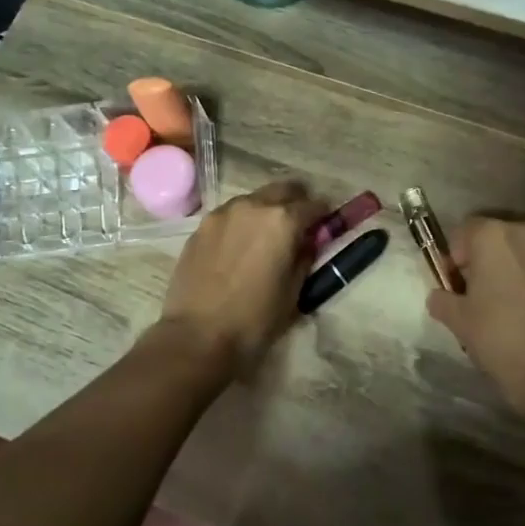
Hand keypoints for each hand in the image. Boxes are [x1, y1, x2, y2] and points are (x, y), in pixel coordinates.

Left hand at [159, 180, 328, 369]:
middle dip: (296, 202)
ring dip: (266, 210)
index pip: (314, 205)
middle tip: (299, 226)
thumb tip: (308, 241)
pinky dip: (241, 222)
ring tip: (266, 238)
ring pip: (254, 199)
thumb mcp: (294, 291)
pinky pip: (230, 215)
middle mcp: (253, 206)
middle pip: (283, 189)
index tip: (325, 227)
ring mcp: (222, 213)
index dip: (324, 215)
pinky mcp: (200, 227)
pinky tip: (239, 247)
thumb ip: (305, 256)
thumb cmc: (255, 319)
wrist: (198, 335)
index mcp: (283, 221)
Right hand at [426, 216, 524, 420]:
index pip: (463, 232)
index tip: (452, 285)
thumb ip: (442, 299)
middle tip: (478, 295)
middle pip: (497, 239)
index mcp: (494, 236)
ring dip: (514, 269)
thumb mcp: (457, 320)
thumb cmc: (500, 339)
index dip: (453, 258)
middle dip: (485, 261)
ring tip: (509, 305)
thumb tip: (440, 296)